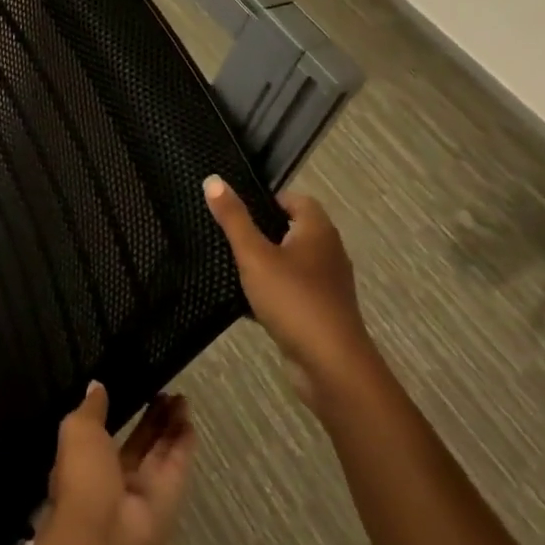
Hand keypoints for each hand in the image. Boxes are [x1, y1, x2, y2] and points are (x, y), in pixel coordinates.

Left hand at [39, 384, 195, 544]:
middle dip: (149, 419)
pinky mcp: (168, 502)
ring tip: (180, 396)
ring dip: (169, 426)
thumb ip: (91, 409)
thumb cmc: (82, 480)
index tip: (127, 387)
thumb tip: (96, 386)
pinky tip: (189, 418)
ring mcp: (142, 493)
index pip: (100, 436)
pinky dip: (183, 443)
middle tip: (163, 389)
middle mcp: (113, 481)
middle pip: (136, 444)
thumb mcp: (78, 432)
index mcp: (83, 466)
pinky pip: (176, 467)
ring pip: (159, 453)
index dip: (114, 413)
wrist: (104, 542)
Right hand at [204, 177, 373, 411]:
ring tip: (231, 267)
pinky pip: (293, 290)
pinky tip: (247, 302)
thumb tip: (213, 179)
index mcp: (318, 230)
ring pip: (291, 262)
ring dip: (266, 264)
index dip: (266, 200)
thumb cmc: (293, 300)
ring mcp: (328, 284)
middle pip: (292, 230)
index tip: (235, 210)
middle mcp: (328, 251)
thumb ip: (233, 219)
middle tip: (227, 236)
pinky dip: (273, 292)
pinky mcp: (322, 311)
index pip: (295, 199)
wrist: (331, 365)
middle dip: (261, 232)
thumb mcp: (255, 256)